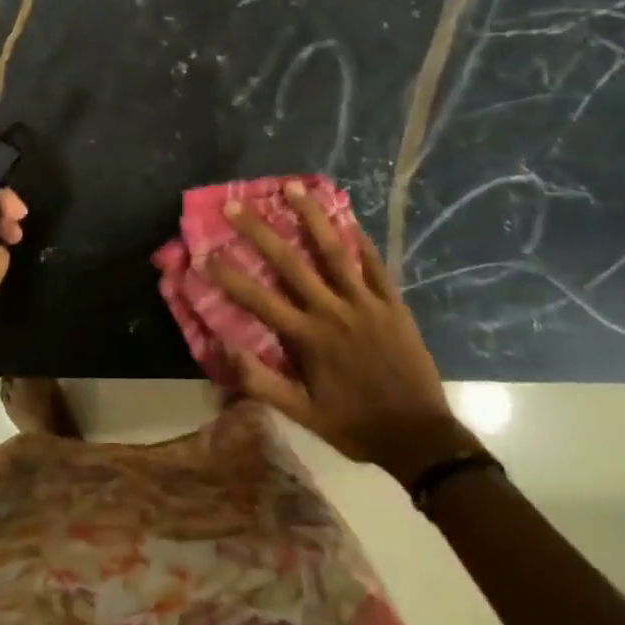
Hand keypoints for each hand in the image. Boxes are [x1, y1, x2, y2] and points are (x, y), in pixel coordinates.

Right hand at [209, 183, 482, 484]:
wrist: (419, 437)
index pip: (260, 299)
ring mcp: (366, 303)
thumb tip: (226, 350)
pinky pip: (374, 264)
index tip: (205, 253)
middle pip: (291, 263)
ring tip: (293, 187)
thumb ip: (263, 382)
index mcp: (309, 337)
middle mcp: (334, 311)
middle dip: (261, 232)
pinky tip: (348, 216)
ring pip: (335, 251)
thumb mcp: (303, 415)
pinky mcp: (393, 303)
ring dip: (312, 216)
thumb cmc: (355, 425)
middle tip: (237, 204)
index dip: (230, 276)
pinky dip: (361, 240)